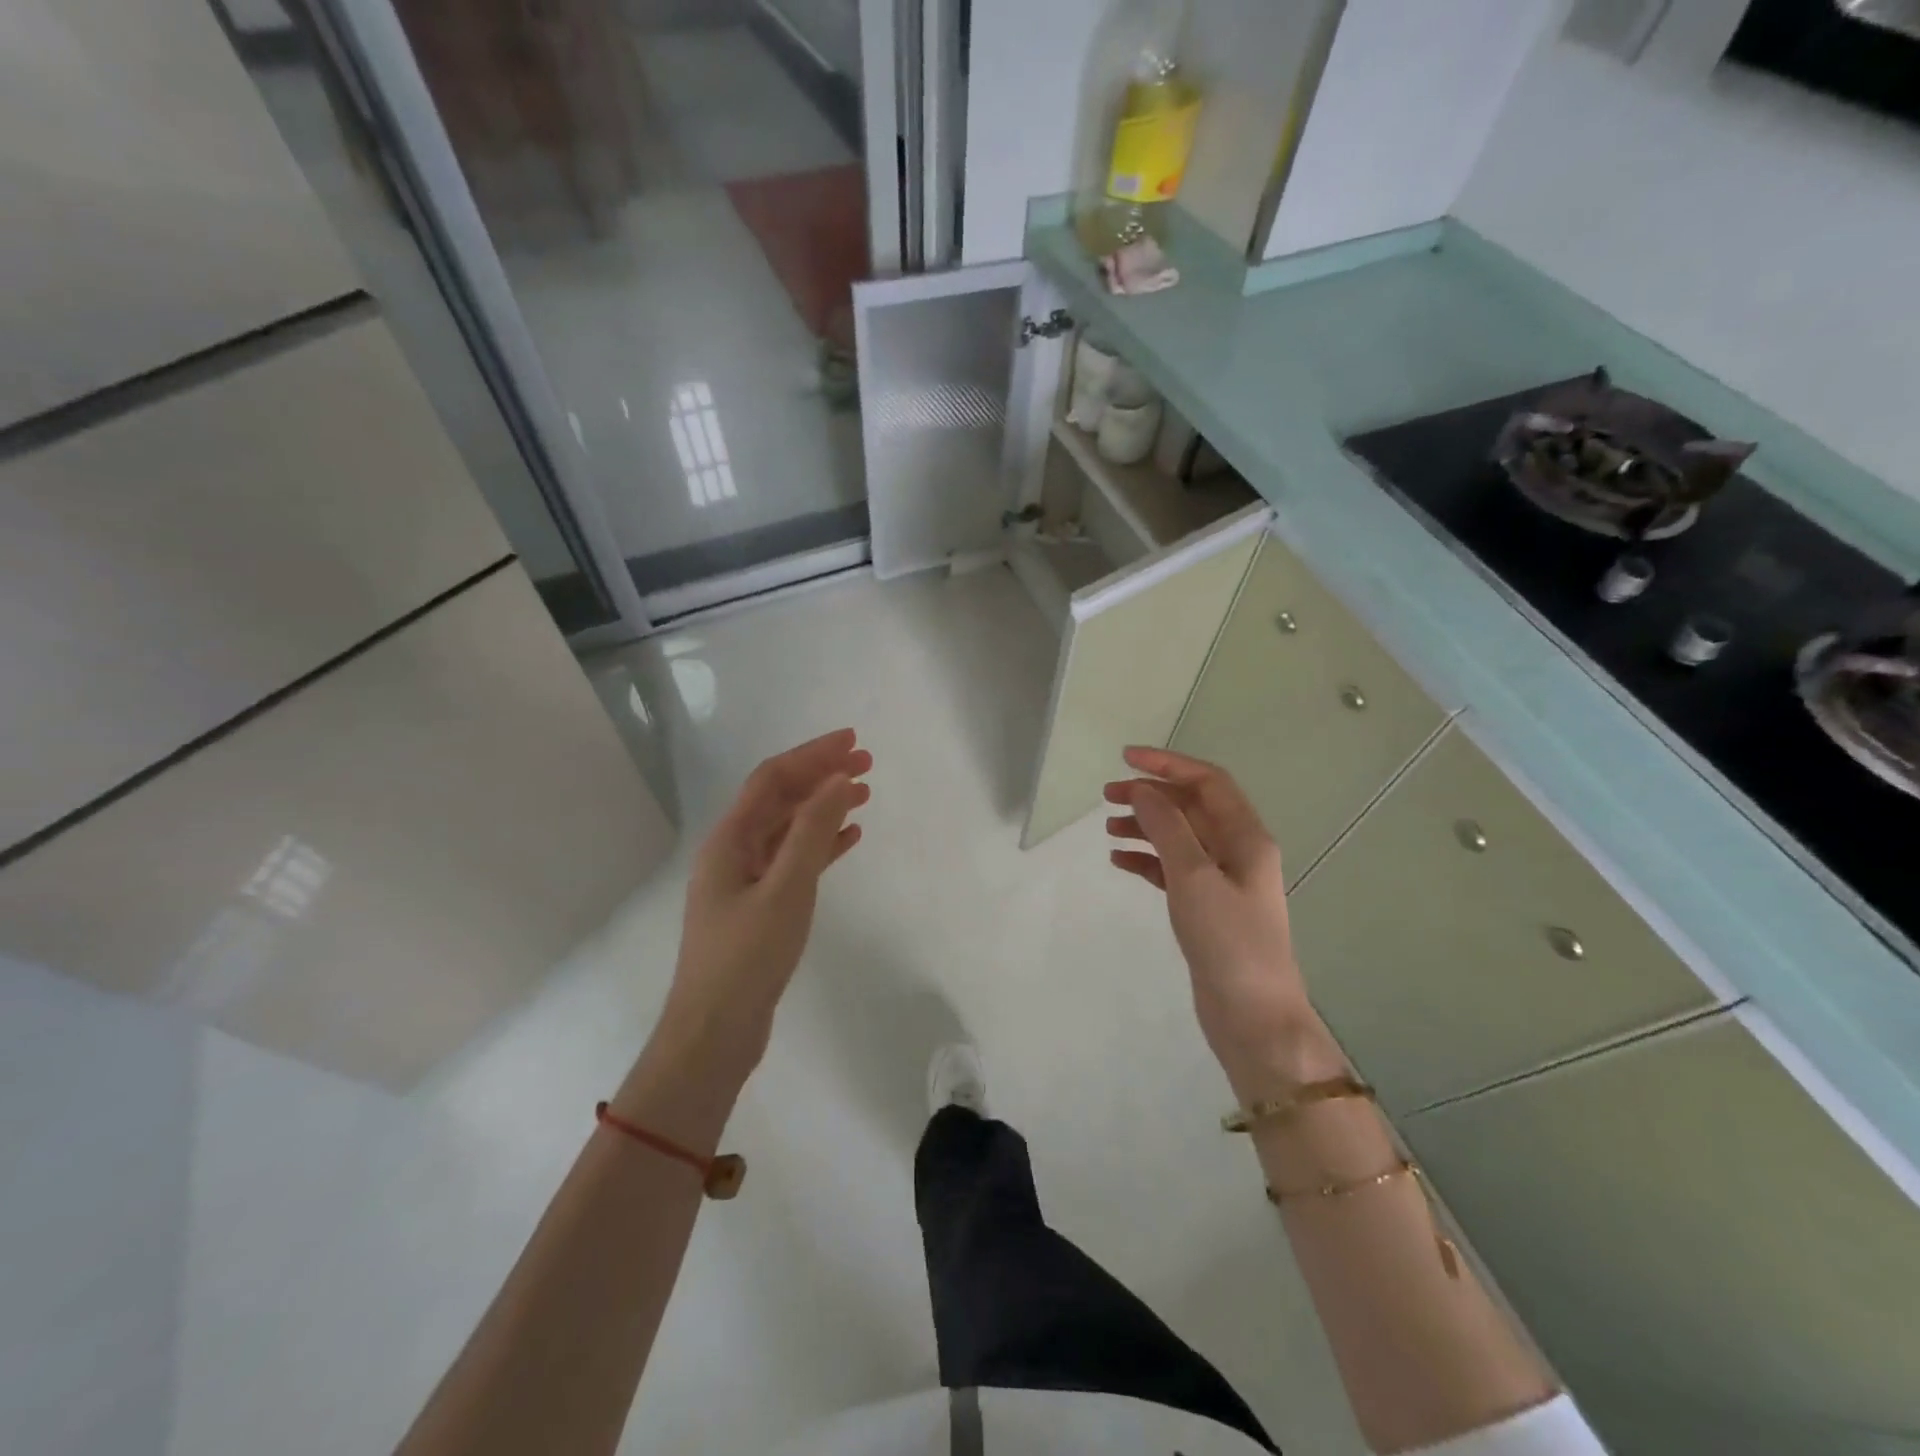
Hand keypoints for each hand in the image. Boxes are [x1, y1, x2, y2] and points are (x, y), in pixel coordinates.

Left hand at [656, 729, 870, 1075]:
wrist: (714, 1033)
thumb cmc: (747, 957)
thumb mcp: (785, 889)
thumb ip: (812, 832)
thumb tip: (838, 779)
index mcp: (729, 840)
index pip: (773, 779)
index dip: (812, 755)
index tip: (853, 742)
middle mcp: (733, 852)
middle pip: (780, 799)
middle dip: (821, 776)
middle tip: (867, 763)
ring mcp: (745, 881)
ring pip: (789, 829)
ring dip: (824, 807)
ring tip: (864, 794)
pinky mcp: (760, 907)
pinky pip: (794, 861)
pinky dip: (821, 845)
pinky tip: (850, 838)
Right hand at [1105, 747, 1339, 1096]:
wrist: (1253, 1016)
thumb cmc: (1229, 941)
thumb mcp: (1194, 877)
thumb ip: (1167, 828)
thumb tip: (1142, 790)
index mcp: (1246, 837)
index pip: (1207, 782)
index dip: (1168, 764)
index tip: (1126, 759)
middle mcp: (1237, 851)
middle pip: (1191, 807)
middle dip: (1151, 796)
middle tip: (1107, 796)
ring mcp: (1222, 881)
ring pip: (1179, 838)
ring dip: (1145, 827)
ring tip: (1108, 829)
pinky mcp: (1207, 907)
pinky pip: (1173, 869)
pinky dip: (1147, 861)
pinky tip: (1120, 862)